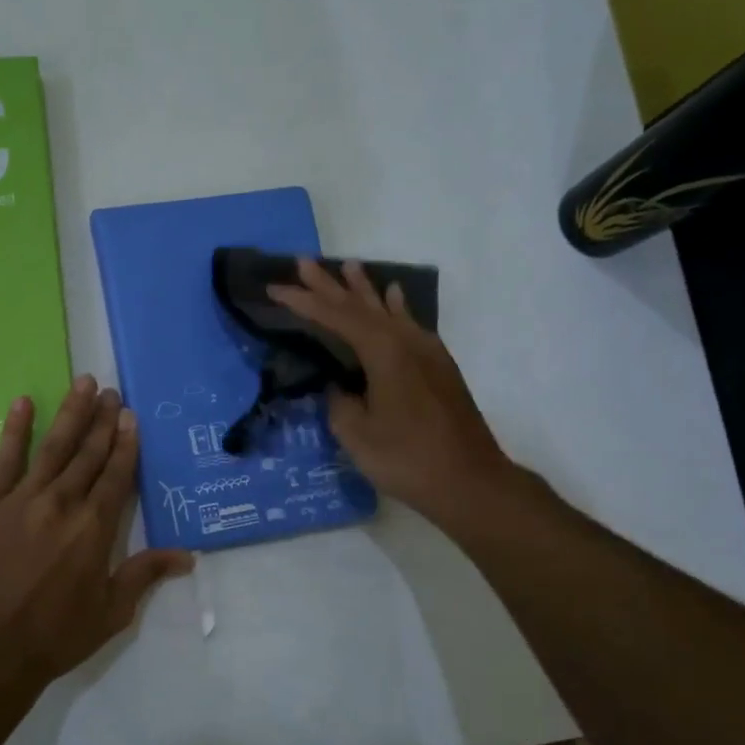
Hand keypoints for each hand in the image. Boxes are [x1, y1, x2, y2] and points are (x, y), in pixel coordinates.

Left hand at [0, 376, 193, 687]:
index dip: (126, 443)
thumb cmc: (56, 635)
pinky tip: (23, 403)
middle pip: (88, 453)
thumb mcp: (112, 611)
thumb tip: (187, 555)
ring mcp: (22, 499)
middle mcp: (63, 503)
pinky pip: (4, 459)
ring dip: (71, 413)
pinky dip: (15, 429)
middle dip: (103, 420)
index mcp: (95, 527)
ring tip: (84, 384)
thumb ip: (145, 574)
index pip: (116, 474)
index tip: (130, 416)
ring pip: (54, 447)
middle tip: (111, 392)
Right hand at [268, 259, 531, 531]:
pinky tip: (394, 296)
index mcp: (383, 352)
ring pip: (388, 310)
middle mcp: (406, 341)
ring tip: (348, 266)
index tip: (275, 288)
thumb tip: (339, 386)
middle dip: (330, 285)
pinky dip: (396, 308)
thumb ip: (339, 402)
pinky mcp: (438, 366)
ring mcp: (427, 351)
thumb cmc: (407, 459)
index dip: (303, 302)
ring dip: (364, 289)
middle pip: (361, 306)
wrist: (469, 481)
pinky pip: (410, 324)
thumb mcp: (357, 434)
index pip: (335, 317)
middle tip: (304, 262)